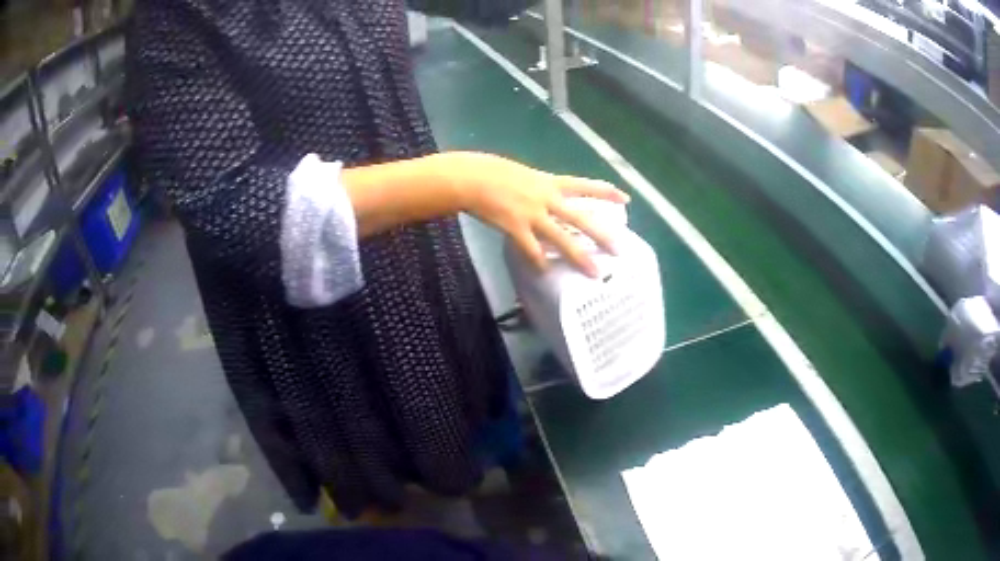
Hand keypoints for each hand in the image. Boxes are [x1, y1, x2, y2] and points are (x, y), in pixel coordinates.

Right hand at [445, 152, 629, 276]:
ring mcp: (532, 215)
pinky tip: (545, 272)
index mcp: (549, 182)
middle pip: (580, 218)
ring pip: (562, 239)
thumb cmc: (494, 171)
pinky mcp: (515, 228)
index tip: (626, 199)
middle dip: (601, 234)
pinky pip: (532, 250)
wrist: (471, 178)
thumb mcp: (524, 174)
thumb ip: (539, 187)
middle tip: (619, 249)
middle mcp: (546, 199)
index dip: (606, 192)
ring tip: (594, 273)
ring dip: (579, 257)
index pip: (584, 185)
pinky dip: (540, 261)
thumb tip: (548, 200)